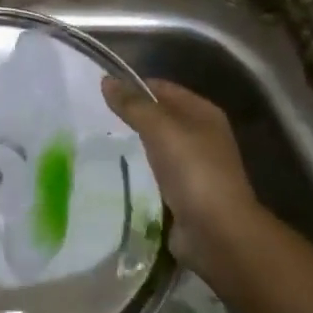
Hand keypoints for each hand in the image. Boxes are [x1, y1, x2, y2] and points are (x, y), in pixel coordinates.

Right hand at [101, 77, 266, 276]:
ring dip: (133, 145)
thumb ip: (133, 105)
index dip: (133, 86)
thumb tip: (106, 80)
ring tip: (100, 143)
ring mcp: (194, 166)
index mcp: (203, 113)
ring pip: (156, 145)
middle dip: (131, 116)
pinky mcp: (184, 192)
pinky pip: (155, 172)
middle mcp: (201, 135)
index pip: (162, 88)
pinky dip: (138, 171)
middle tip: (95, 119)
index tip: (101, 94)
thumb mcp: (160, 129)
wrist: (217, 232)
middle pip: (160, 116)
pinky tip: (115, 172)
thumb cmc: (192, 171)